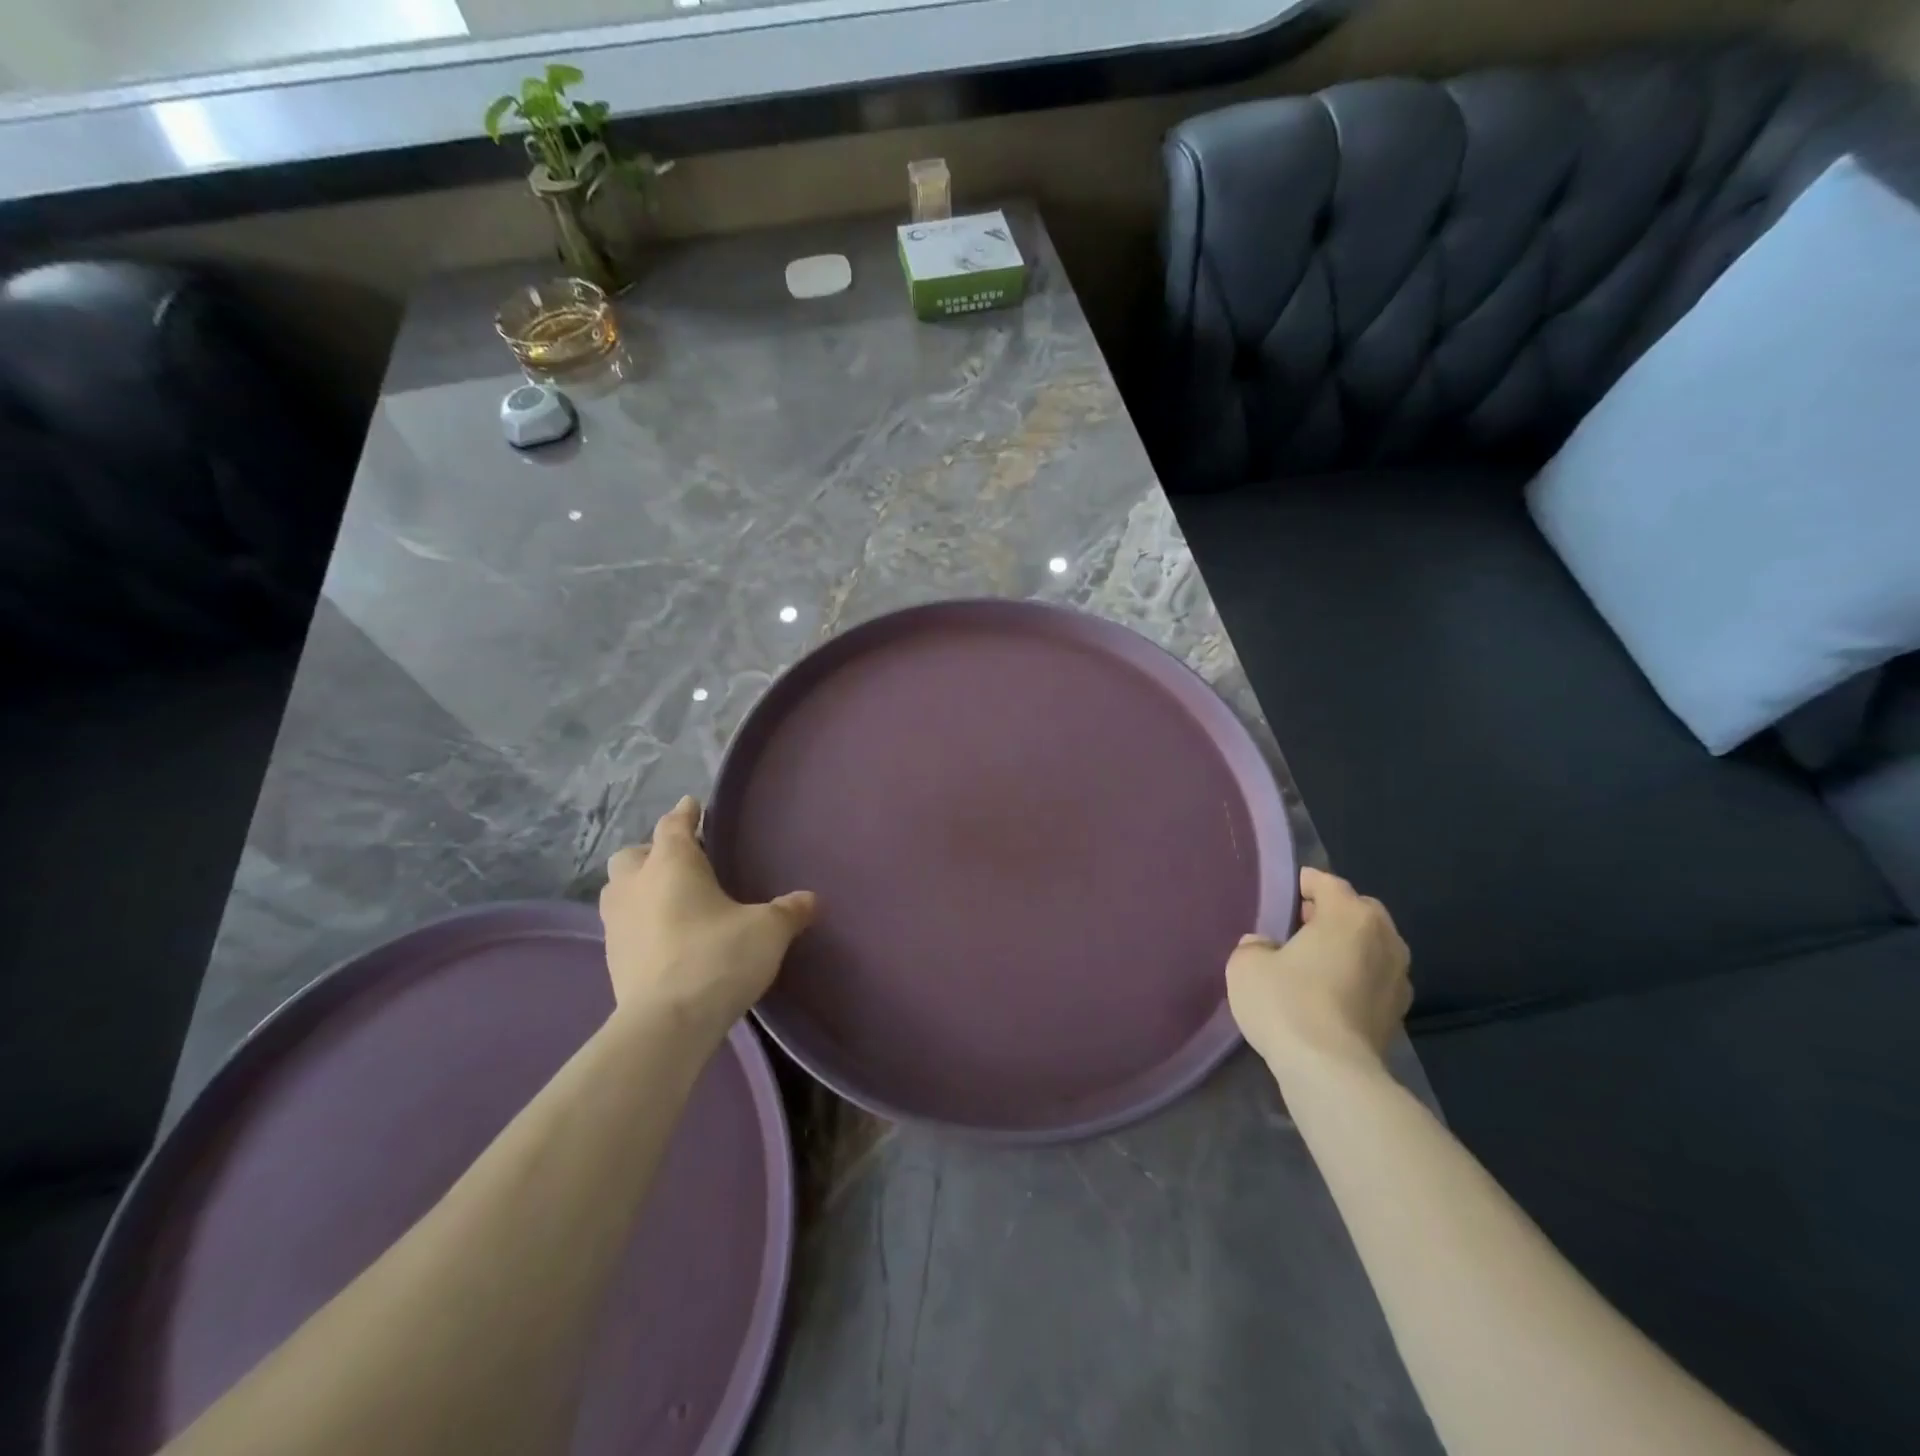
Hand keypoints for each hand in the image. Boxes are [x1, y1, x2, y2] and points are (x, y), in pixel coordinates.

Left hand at [599, 796, 815, 1040]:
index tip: (693, 805)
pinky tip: (663, 937)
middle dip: (653, 851)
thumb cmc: (718, 958)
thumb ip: (789, 911)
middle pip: (633, 854)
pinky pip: (622, 925)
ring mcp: (617, 923)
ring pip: (618, 889)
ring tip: (667, 898)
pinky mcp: (612, 958)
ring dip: (638, 886)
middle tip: (680, 862)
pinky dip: (638, 921)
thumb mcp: (767, 931)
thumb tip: (811, 899)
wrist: (667, 1023)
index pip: (674, 825)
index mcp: (672, 863)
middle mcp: (636, 884)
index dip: (685, 813)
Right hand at [1226, 866, 1411, 1081]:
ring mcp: (1399, 978)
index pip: (1328, 883)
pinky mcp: (1398, 1014)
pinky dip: (1356, 978)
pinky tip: (1329, 994)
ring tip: (1315, 961)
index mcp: (1350, 915)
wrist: (1331, 1072)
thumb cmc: (1287, 1002)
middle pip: (1359, 911)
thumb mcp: (1247, 964)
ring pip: (1372, 947)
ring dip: (1348, 947)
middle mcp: (1385, 939)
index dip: (1305, 883)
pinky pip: (1374, 979)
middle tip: (1300, 925)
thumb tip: (1266, 947)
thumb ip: (1256, 945)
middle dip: (1333, 913)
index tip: (1287, 891)